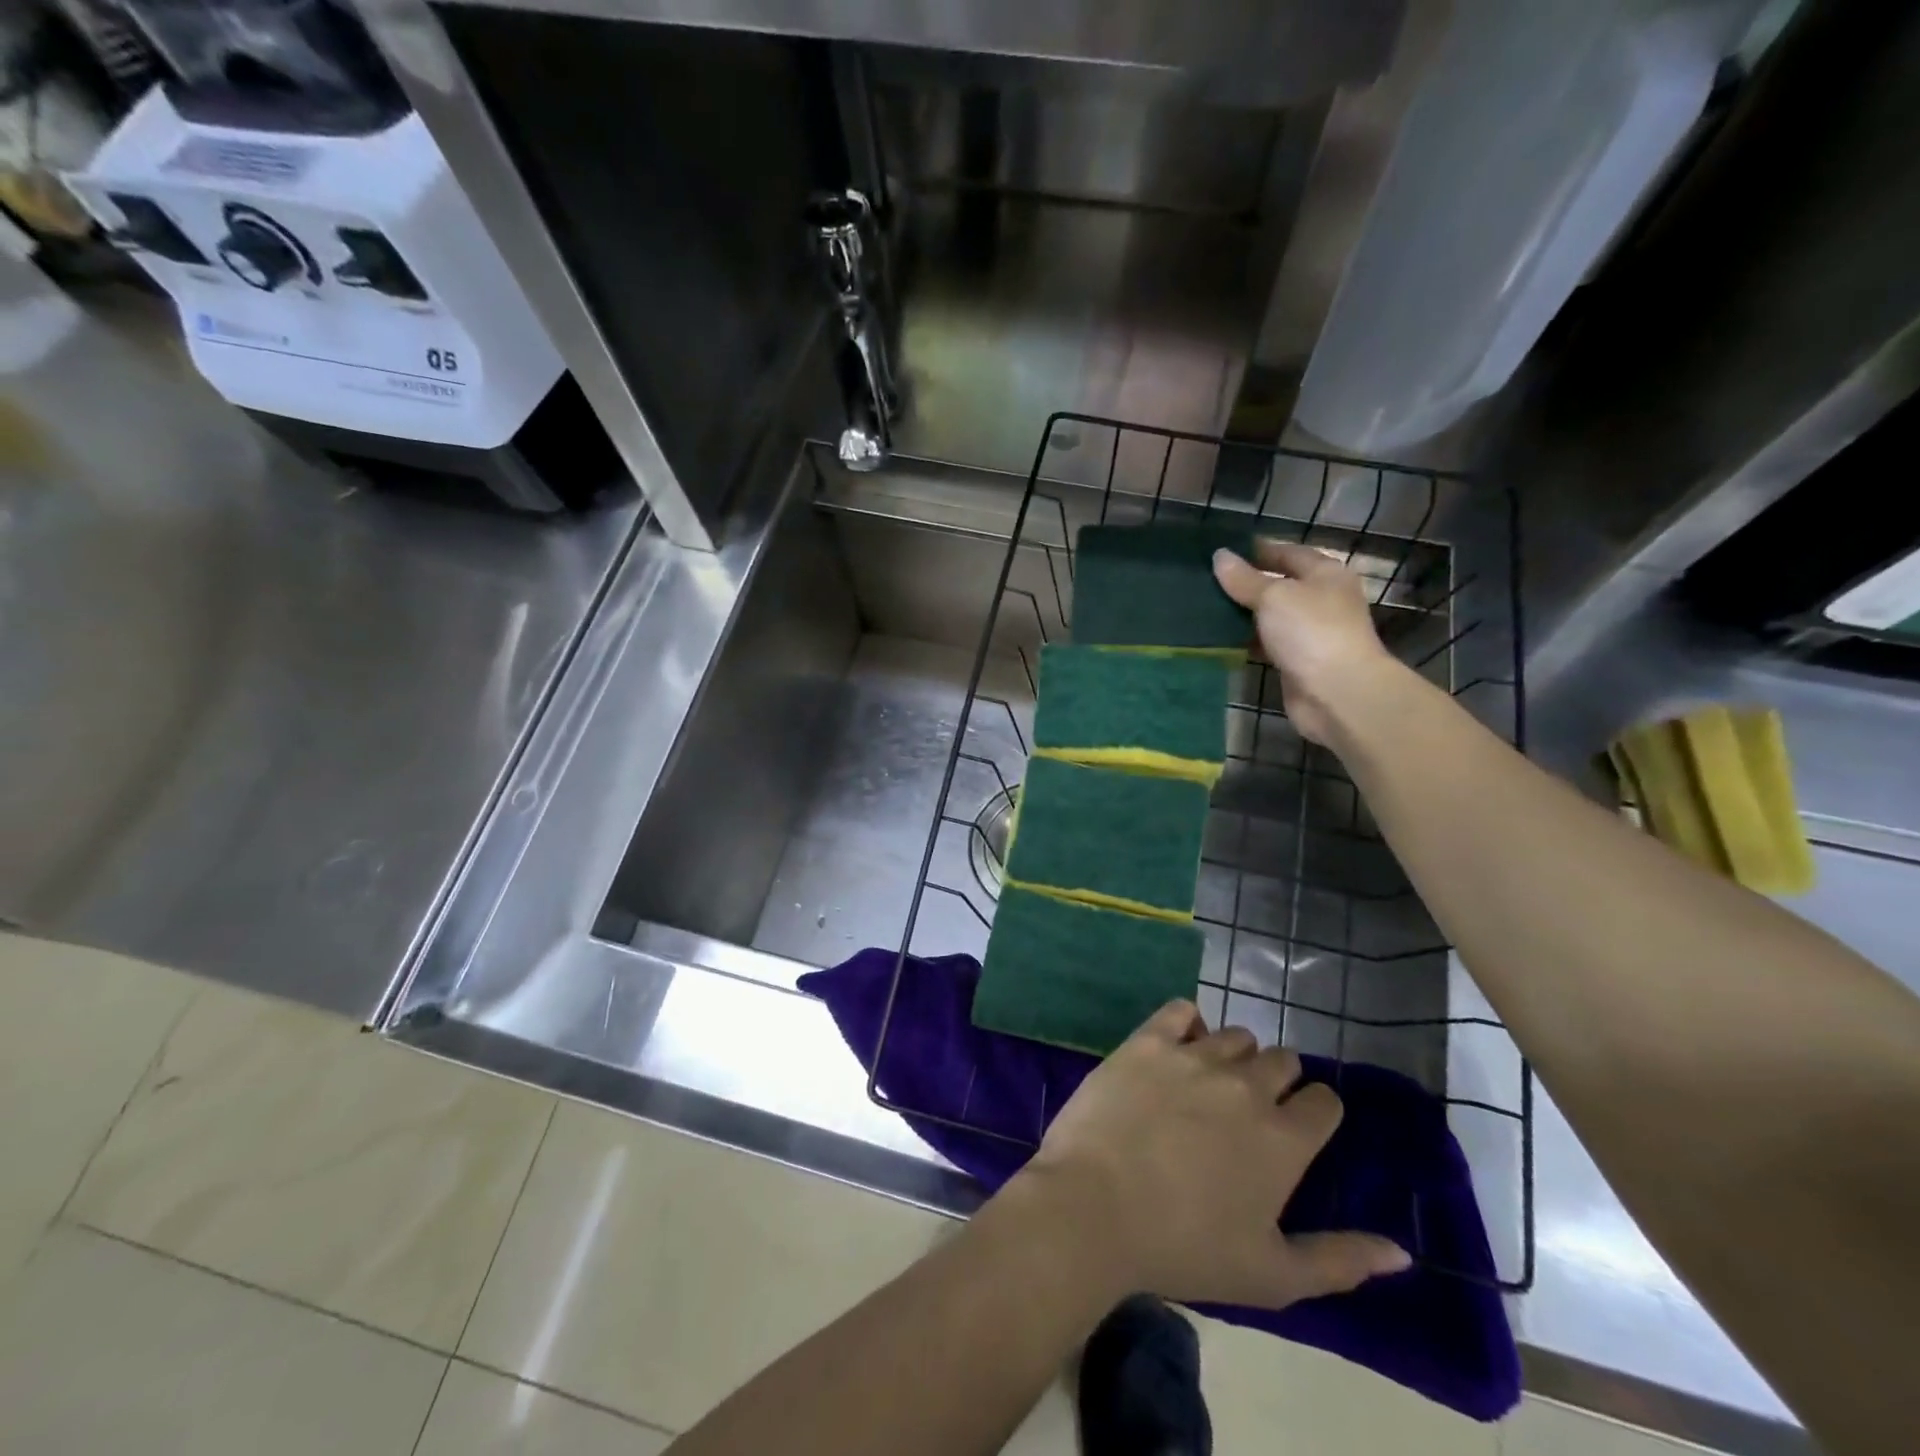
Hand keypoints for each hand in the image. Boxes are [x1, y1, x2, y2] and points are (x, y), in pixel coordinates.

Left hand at [1019, 1001, 1408, 1308]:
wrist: (1093, 1207)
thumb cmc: (1183, 1249)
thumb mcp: (1271, 1276)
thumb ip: (1340, 1261)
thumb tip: (1402, 1252)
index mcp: (1283, 1139)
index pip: (1325, 1102)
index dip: (1314, 1114)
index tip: (1295, 1131)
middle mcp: (1246, 1086)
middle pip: (1282, 1061)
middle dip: (1276, 1082)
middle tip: (1246, 1113)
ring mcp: (1194, 1056)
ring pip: (1235, 1035)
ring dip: (1233, 1055)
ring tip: (1208, 1084)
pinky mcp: (1147, 1040)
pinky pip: (1181, 1010)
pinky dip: (1186, 1023)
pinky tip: (1176, 1047)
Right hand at [1212, 541, 1398, 746]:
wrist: (1337, 692)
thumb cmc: (1310, 631)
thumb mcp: (1273, 596)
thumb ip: (1245, 578)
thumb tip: (1220, 556)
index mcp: (1325, 574)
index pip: (1288, 552)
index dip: (1258, 550)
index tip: (1222, 551)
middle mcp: (1322, 600)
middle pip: (1279, 585)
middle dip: (1246, 584)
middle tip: (1206, 581)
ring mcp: (1311, 633)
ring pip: (1271, 617)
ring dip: (1243, 615)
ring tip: (1205, 608)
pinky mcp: (1298, 662)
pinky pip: (1267, 644)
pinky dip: (1247, 641)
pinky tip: (1220, 639)